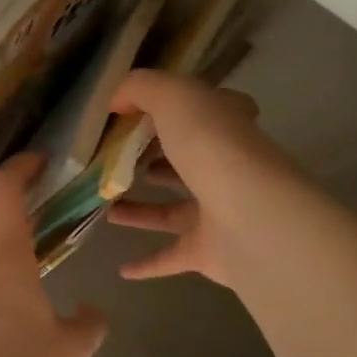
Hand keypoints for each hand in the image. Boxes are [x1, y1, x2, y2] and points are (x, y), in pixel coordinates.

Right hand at [106, 69, 292, 288]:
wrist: (251, 217)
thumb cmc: (212, 148)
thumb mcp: (173, 97)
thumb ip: (141, 88)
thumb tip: (116, 100)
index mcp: (225, 127)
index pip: (211, 110)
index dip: (184, 106)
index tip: (146, 110)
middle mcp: (226, 168)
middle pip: (188, 161)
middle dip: (157, 158)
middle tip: (117, 158)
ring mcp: (218, 212)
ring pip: (173, 210)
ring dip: (141, 209)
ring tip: (105, 203)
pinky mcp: (208, 251)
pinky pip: (171, 256)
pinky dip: (148, 263)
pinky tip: (122, 268)